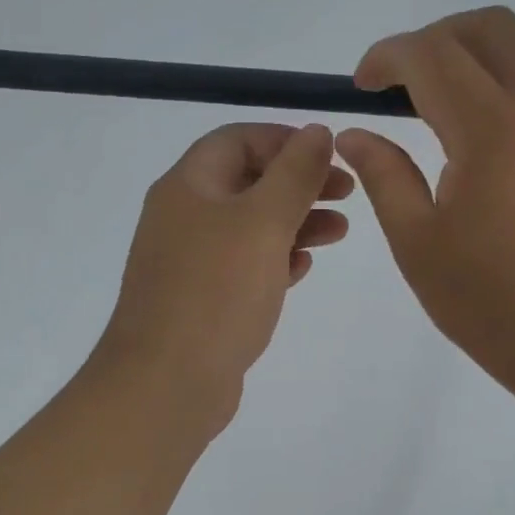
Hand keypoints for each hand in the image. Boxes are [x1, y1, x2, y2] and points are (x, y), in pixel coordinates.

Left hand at [93, 122, 351, 430]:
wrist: (166, 382)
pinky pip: (243, 265)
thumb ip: (294, 174)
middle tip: (347, 194)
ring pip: (249, 226)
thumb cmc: (216, 292)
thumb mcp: (263, 222)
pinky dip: (276, 258)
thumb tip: (316, 131)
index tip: (330, 155)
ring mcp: (189, 261)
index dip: (285, 140)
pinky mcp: (201, 299)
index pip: (237, 140)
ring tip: (341, 232)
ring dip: (295, 221)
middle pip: (247, 182)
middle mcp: (183, 216)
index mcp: (188, 186)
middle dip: (298, 183)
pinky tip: (304, 265)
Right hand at [335, 8, 514, 414]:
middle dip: (434, 39)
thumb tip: (354, 133)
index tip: (361, 87)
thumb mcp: (418, 245)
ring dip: (489, 46)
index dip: (387, 58)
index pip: (430, 55)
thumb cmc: (495, 304)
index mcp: (490, 128)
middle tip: (403, 84)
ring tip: (460, 88)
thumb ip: (384, 176)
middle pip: (488, 27)